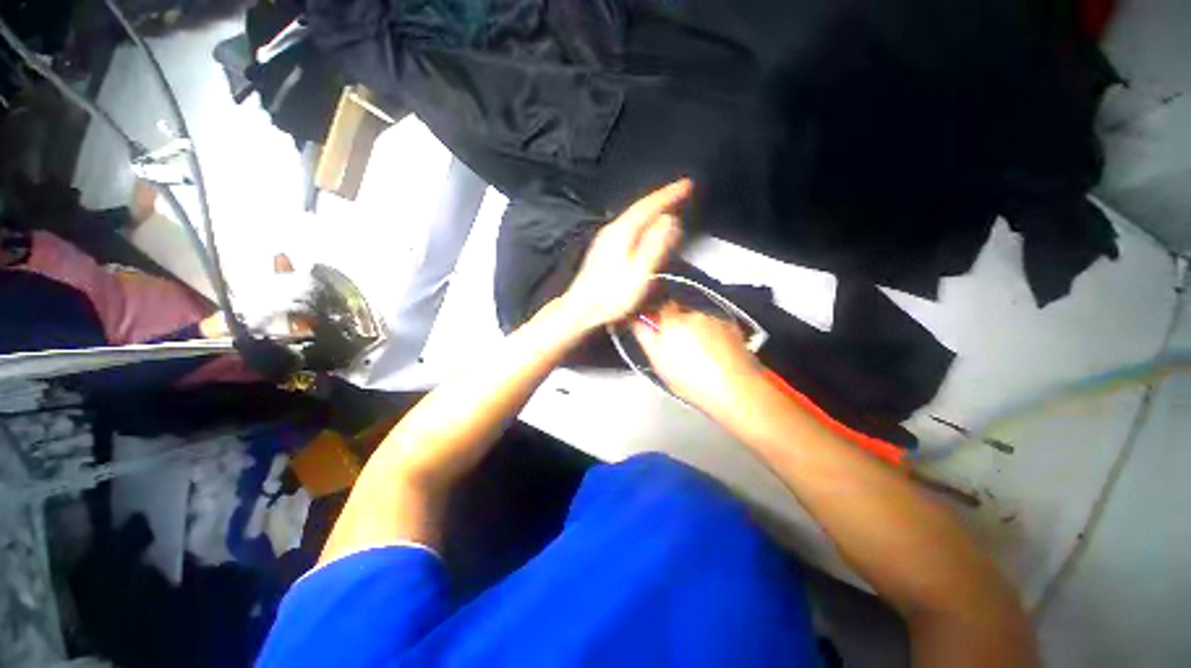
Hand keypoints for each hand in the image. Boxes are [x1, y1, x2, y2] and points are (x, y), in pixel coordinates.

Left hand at [560, 179, 689, 331]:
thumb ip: (655, 245)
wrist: (581, 309)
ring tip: (668, 206)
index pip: (648, 205)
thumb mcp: (639, 273)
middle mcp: (612, 231)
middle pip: (640, 208)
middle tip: (681, 192)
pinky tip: (646, 229)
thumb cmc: (611, 296)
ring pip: (633, 217)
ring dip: (652, 210)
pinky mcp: (604, 250)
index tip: (687, 185)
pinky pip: (628, 227)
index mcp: (622, 232)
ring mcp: (606, 240)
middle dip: (662, 199)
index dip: (669, 194)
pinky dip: (642, 222)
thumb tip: (670, 221)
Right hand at [632, 303, 763, 411]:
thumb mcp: (658, 362)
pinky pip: (715, 326)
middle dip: (677, 325)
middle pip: (681, 313)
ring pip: (699, 320)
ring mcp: (715, 320)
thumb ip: (645, 336)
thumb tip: (636, 319)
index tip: (658, 328)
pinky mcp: (732, 328)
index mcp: (673, 321)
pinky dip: (712, 335)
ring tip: (699, 354)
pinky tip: (715, 354)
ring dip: (695, 330)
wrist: (735, 389)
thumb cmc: (690, 379)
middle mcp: (694, 314)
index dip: (658, 315)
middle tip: (678, 348)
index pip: (661, 305)